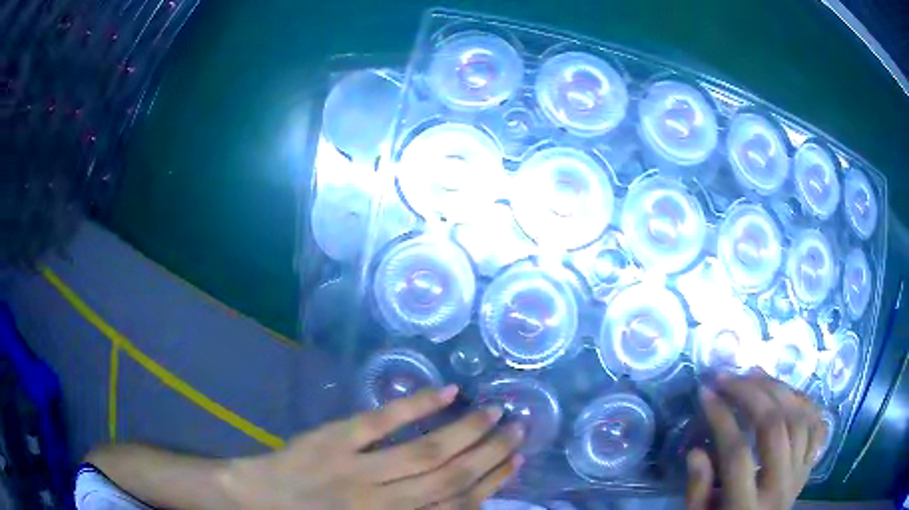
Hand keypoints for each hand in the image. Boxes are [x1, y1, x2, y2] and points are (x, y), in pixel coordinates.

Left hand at [222, 385, 523, 509]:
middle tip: (518, 429)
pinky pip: (381, 422)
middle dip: (491, 454)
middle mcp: (384, 502)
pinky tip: (447, 393)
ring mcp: (358, 468)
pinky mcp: (335, 439)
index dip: (492, 484)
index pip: (457, 505)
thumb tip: (459, 498)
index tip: (516, 461)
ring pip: (425, 452)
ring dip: (466, 431)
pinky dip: (416, 406)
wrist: (261, 499)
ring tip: (495, 412)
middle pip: (450, 477)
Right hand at [686, 371, 826, 509]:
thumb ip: (697, 490)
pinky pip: (815, 424)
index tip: (705, 394)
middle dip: (750, 394)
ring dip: (777, 388)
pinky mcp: (810, 464)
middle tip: (727, 377)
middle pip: (774, 427)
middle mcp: (781, 486)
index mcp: (746, 507)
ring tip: (754, 374)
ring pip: (798, 418)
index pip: (737, 454)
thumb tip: (696, 451)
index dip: (721, 419)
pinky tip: (786, 390)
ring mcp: (800, 472)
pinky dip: (803, 401)